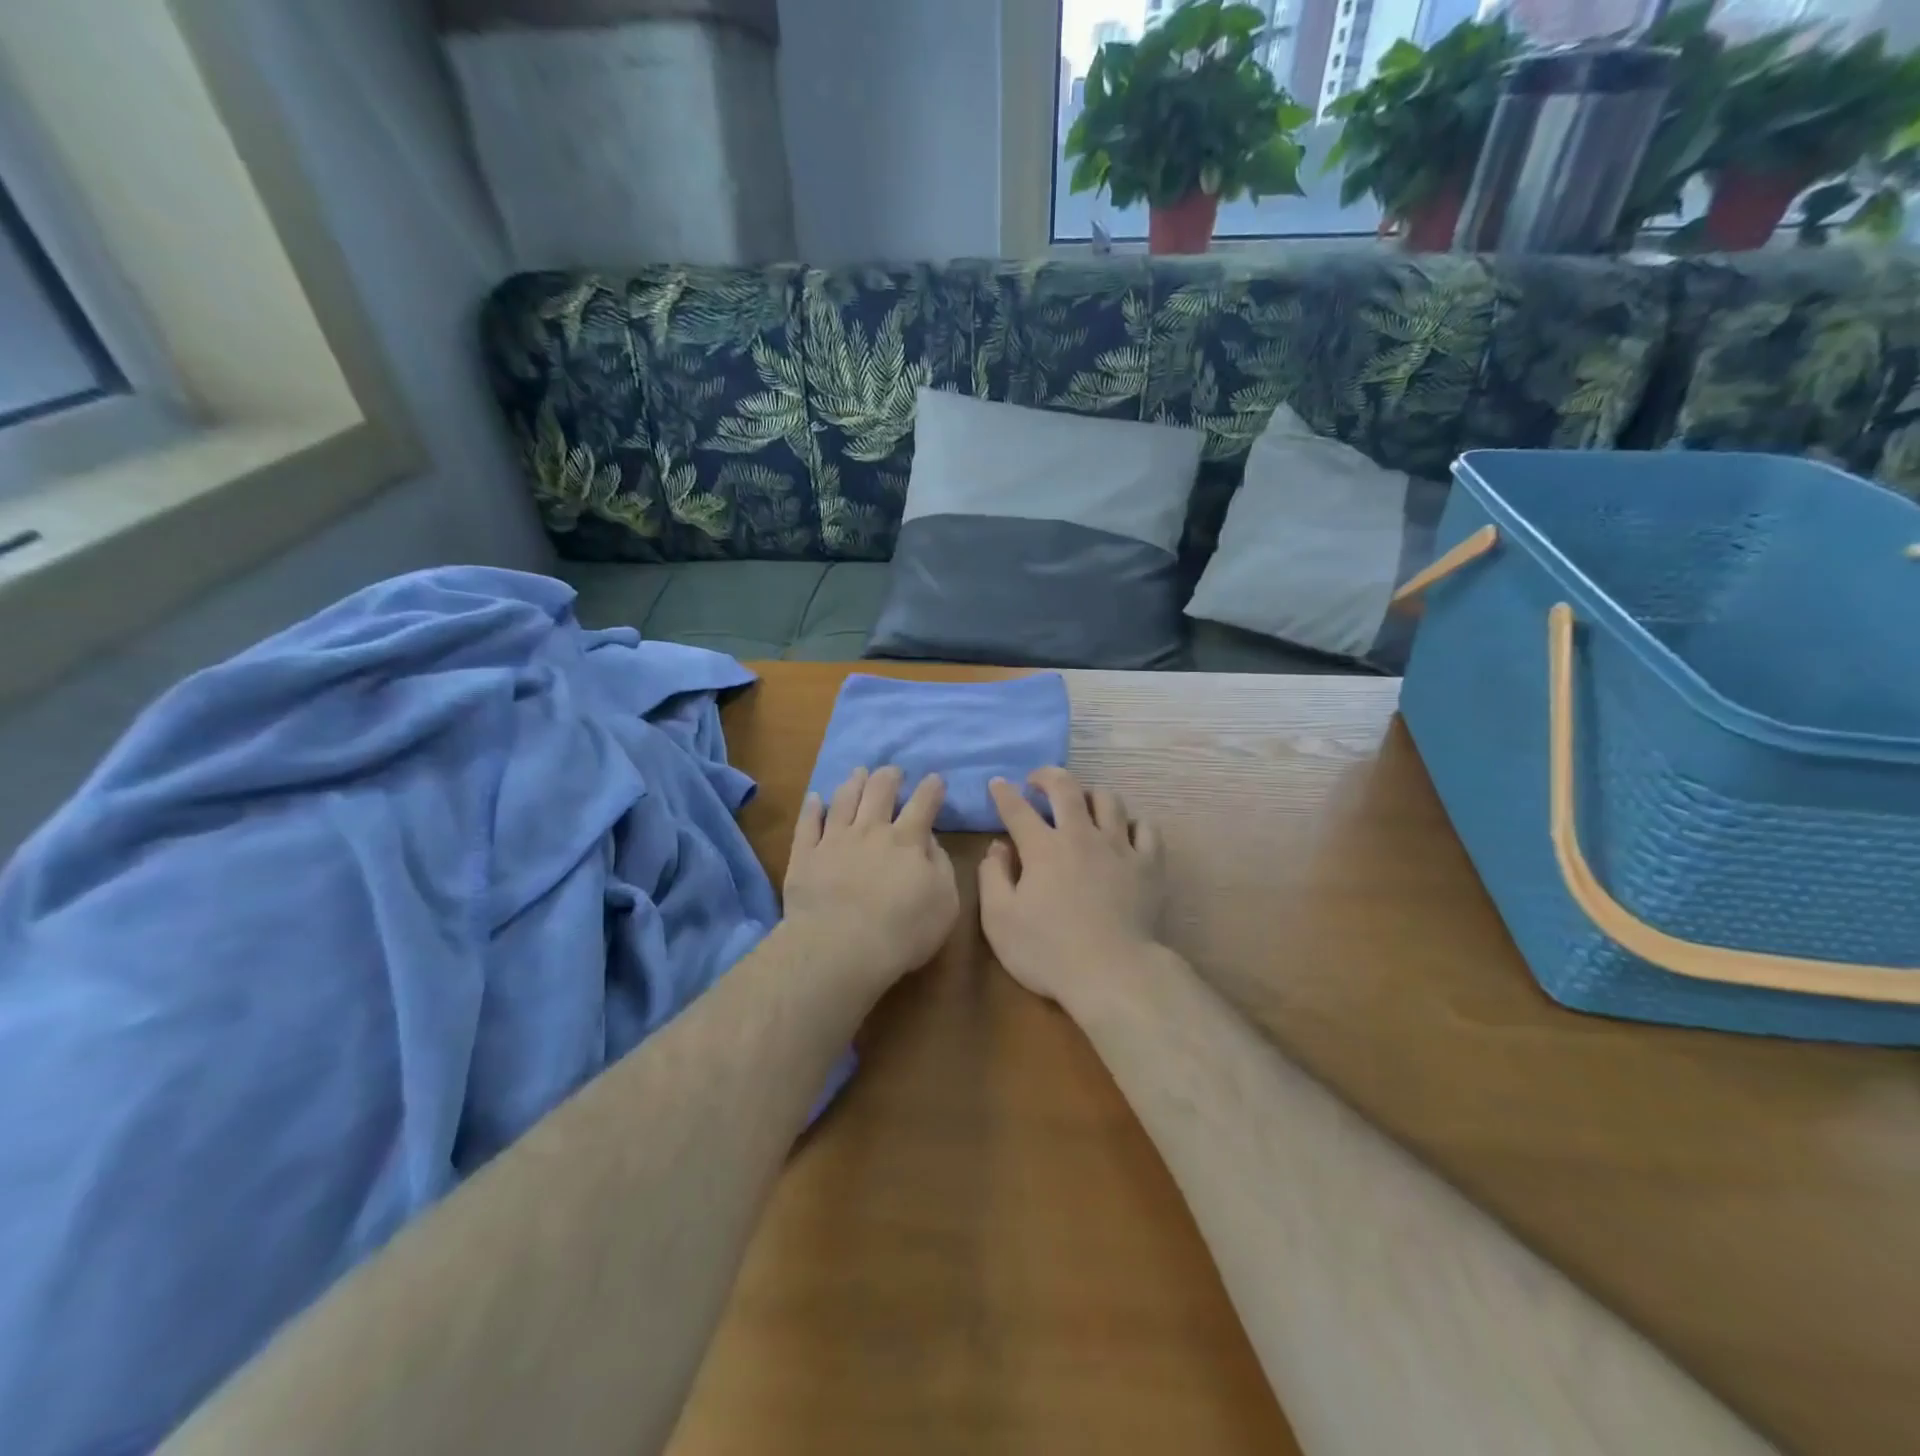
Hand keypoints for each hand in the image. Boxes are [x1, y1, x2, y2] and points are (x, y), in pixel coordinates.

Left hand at [784, 766, 959, 992]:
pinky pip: (807, 823)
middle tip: (893, 772)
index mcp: (907, 840)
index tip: (934, 780)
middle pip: (880, 790)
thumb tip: (930, 841)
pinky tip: (815, 798)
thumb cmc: (903, 931)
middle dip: (889, 776)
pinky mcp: (805, 855)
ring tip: (859, 773)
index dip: (931, 788)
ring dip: (854, 782)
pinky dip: (812, 807)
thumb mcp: (945, 903)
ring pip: (844, 799)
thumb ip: (941, 866)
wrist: (840, 947)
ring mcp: (834, 840)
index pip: (924, 803)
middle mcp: (870, 830)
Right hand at [979, 767, 1165, 1013]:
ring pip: (1109, 800)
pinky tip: (1124, 831)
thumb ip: (993, 877)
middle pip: (1066, 788)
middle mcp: (1081, 836)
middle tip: (1037, 780)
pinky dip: (1132, 823)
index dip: (1004, 793)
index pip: (1018, 809)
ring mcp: (1119, 847)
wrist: (1113, 974)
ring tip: (1082, 803)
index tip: (997, 783)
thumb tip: (998, 847)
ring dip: (1090, 794)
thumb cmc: (1048, 951)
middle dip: (1048, 776)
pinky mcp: (1149, 865)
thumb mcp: (999, 920)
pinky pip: (1146, 828)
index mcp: (1043, 848)